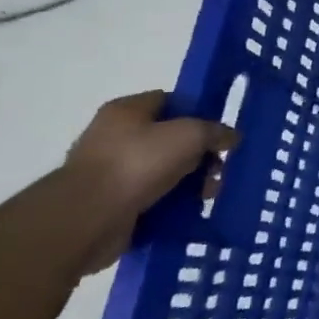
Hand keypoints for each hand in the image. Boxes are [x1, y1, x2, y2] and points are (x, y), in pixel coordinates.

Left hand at [61, 91, 236, 274]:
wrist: (87, 217)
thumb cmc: (137, 163)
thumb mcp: (189, 135)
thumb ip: (214, 131)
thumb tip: (231, 137)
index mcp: (127, 111)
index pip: (170, 101)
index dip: (198, 112)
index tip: (220, 130)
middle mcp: (115, 137)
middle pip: (170, 139)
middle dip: (199, 154)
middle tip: (220, 169)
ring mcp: (111, 172)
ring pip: (164, 171)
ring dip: (190, 182)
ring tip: (209, 195)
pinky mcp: (112, 203)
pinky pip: (152, 198)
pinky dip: (172, 204)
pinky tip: (190, 211)